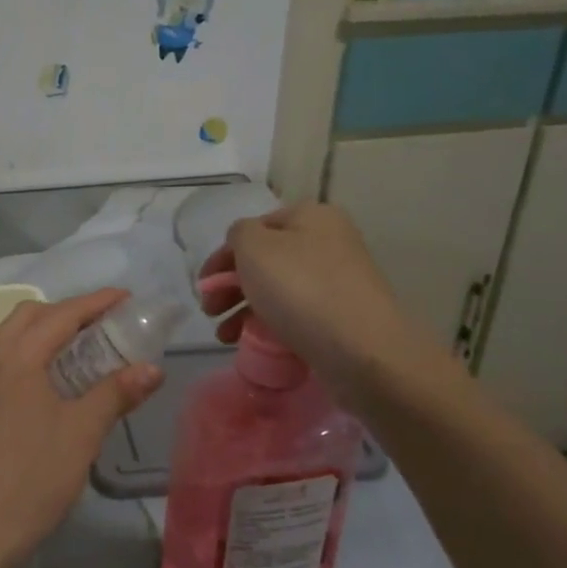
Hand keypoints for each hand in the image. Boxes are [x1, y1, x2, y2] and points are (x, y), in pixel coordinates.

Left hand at [0, 290, 162, 567]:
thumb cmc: (32, 477)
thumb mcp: (82, 432)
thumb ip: (116, 393)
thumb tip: (151, 368)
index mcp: (15, 357)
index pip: (60, 314)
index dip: (96, 303)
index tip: (127, 298)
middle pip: (29, 317)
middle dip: (68, 313)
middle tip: (105, 327)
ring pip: (11, 340)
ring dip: (46, 335)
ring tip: (83, 354)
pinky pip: (2, 364)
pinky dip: (30, 358)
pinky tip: (51, 387)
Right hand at [199, 203, 445, 402]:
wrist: (362, 350)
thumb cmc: (301, 289)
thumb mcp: (254, 247)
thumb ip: (238, 234)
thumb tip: (244, 244)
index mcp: (311, 216)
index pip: (254, 228)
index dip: (223, 256)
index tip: (204, 286)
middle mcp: (328, 242)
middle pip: (265, 260)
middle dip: (230, 287)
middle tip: (210, 312)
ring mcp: (338, 281)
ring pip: (277, 290)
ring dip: (244, 309)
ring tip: (225, 336)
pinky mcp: (341, 316)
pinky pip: (295, 315)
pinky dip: (269, 325)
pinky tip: (253, 344)